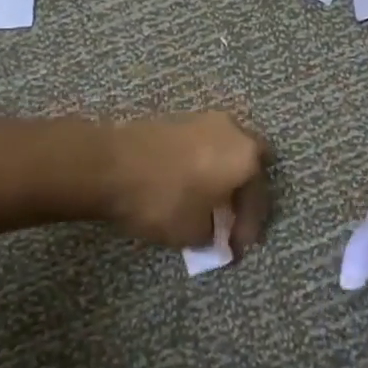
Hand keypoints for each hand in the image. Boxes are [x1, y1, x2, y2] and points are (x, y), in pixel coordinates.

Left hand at [102, 112, 271, 254]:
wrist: (109, 164)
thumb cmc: (162, 199)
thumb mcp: (192, 232)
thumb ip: (213, 236)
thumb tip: (214, 236)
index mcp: (246, 157)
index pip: (258, 198)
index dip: (248, 228)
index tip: (235, 249)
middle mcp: (233, 131)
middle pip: (250, 164)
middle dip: (243, 191)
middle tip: (231, 216)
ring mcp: (205, 120)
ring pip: (226, 151)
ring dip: (222, 176)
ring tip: (208, 203)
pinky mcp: (179, 119)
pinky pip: (203, 146)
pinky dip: (202, 166)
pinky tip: (188, 185)